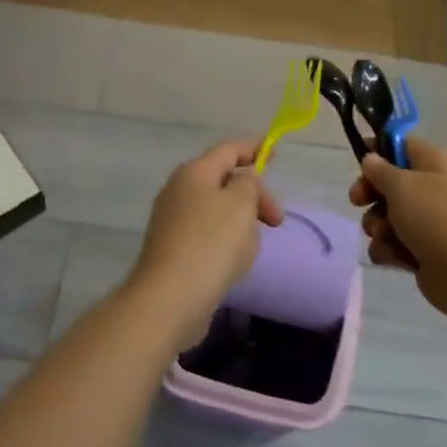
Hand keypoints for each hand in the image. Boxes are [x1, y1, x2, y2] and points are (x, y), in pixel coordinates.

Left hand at [130, 140, 283, 333]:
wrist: (170, 299)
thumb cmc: (210, 243)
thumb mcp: (240, 204)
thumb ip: (248, 184)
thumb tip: (242, 180)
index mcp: (194, 173)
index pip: (228, 149)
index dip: (253, 147)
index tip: (275, 150)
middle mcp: (179, 191)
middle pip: (223, 180)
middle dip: (253, 194)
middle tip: (276, 219)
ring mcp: (173, 221)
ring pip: (218, 209)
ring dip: (241, 220)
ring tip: (254, 244)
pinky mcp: (174, 249)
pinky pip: (209, 234)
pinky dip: (227, 240)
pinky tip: (235, 261)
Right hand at [348, 136, 446, 320]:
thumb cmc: (436, 218)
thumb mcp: (402, 185)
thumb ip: (380, 170)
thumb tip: (372, 159)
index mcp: (432, 163)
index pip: (402, 144)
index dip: (378, 148)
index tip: (358, 157)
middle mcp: (431, 189)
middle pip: (389, 183)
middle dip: (369, 194)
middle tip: (357, 201)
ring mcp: (428, 223)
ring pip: (387, 217)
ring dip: (376, 226)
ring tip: (383, 235)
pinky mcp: (423, 253)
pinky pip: (393, 245)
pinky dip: (388, 250)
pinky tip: (392, 257)